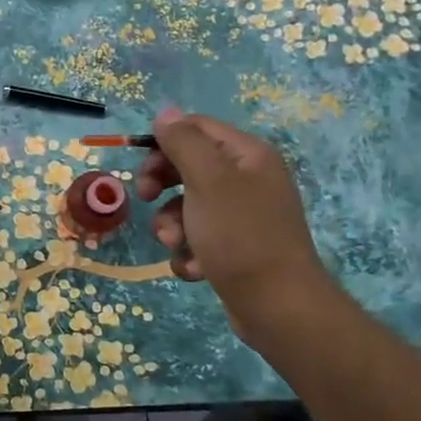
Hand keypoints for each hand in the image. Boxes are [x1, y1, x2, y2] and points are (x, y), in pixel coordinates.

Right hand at [134, 106, 337, 337]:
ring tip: (177, 246)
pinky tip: (194, 269)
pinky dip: (189, 253)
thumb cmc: (240, 235)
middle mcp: (248, 179)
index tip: (143, 170)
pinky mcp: (235, 248)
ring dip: (172, 225)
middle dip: (162, 186)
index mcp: (247, 155)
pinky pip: (197, 239)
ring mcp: (242, 216)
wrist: (277, 306)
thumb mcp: (207, 180)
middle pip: (187, 166)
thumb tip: (166, 114)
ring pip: (186, 206)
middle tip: (146, 199)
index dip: (164, 144)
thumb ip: (184, 143)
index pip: (196, 128)